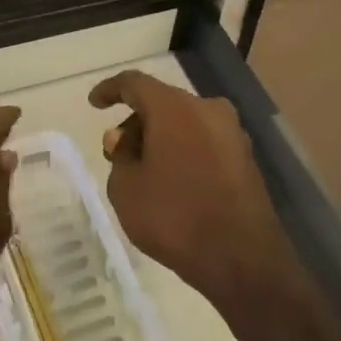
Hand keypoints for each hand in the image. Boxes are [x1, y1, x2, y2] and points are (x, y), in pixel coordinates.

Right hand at [87, 71, 295, 306]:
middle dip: (137, 122)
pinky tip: (174, 182)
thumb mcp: (126, 189)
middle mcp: (207, 109)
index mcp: (175, 108)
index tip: (94, 103)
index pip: (135, 83)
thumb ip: (119, 156)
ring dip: (161, 138)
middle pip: (163, 103)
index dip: (111, 90)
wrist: (242, 257)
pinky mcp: (246, 157)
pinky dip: (184, 151)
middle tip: (118, 153)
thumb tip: (124, 138)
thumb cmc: (174, 217)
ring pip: (186, 122)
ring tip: (144, 172)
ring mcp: (232, 132)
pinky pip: (205, 141)